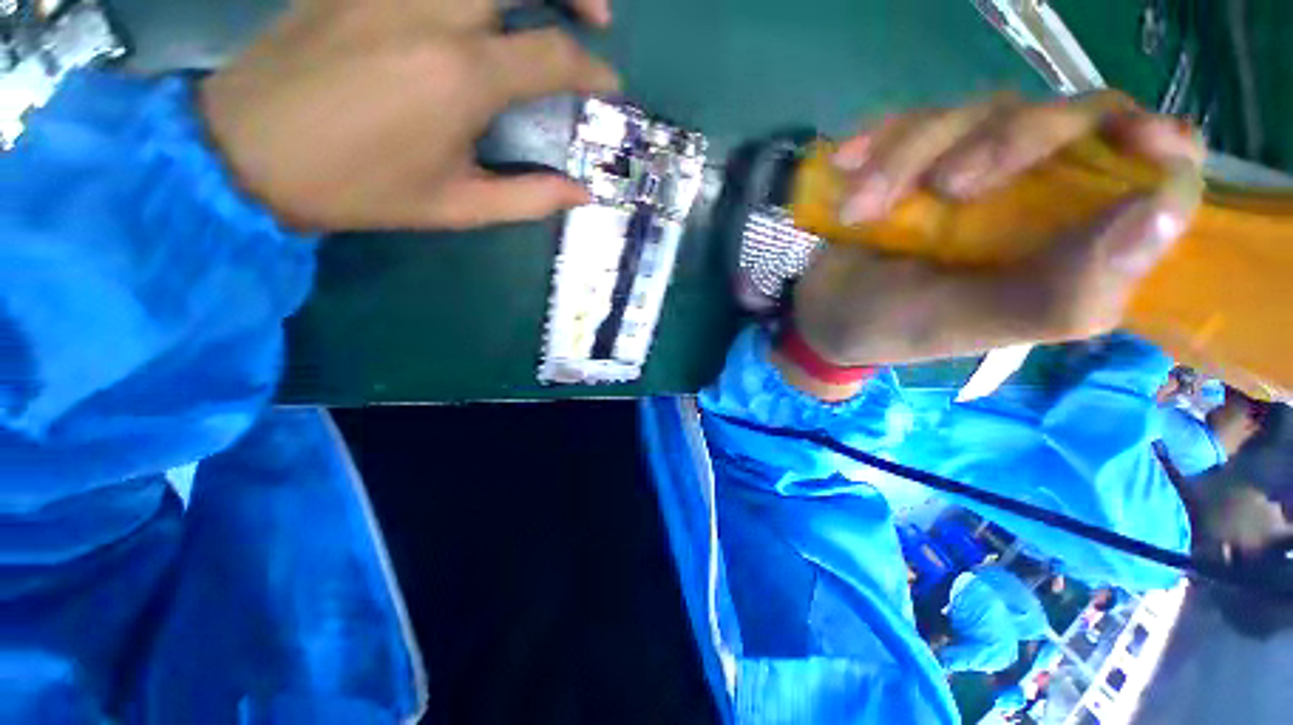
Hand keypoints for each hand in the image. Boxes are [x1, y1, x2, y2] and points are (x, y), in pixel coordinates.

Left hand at [200, 0, 618, 231]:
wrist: (249, 151)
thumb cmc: (360, 188)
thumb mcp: (457, 207)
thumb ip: (530, 198)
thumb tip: (582, 193)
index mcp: (460, 77)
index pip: (552, 56)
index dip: (592, 71)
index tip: (608, 85)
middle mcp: (431, 11)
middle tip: (595, 17)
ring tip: (547, 2)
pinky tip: (484, 5)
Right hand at [790, 92, 1204, 382]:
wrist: (826, 315)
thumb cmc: (897, 328)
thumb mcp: (973, 325)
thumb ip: (1066, 292)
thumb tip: (1167, 210)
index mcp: (1070, 243)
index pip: (1155, 172)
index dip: (1159, 146)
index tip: (1141, 138)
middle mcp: (1038, 193)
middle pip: (1071, 116)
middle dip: (1010, 140)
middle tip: (946, 188)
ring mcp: (975, 166)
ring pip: (980, 111)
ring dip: (910, 156)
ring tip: (861, 209)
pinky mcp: (920, 157)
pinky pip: (914, 119)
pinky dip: (878, 141)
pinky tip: (845, 164)